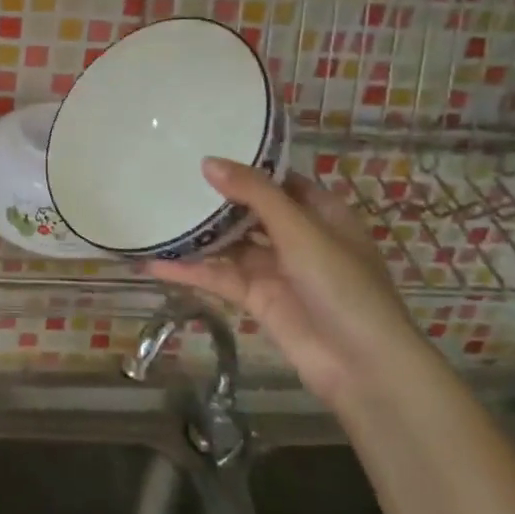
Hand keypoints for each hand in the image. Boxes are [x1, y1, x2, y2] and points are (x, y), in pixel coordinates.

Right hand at [146, 158, 428, 406]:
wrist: (362, 365)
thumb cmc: (342, 285)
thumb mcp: (300, 230)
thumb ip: (254, 193)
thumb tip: (207, 161)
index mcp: (319, 213)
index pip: (277, 180)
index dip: (245, 165)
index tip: (203, 148)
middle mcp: (296, 237)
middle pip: (248, 210)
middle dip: (214, 197)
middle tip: (169, 174)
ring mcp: (275, 269)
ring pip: (229, 244)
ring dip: (196, 234)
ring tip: (152, 212)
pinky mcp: (255, 298)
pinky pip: (217, 277)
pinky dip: (188, 271)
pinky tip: (152, 262)